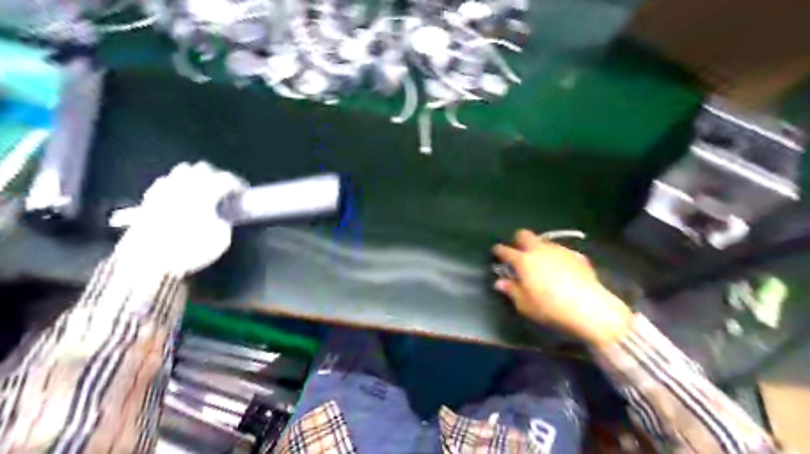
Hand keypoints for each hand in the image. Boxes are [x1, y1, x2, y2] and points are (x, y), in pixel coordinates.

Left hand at [116, 163, 244, 276]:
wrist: (149, 262)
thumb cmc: (190, 250)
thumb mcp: (221, 240)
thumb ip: (224, 221)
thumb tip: (221, 216)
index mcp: (205, 193)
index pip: (226, 179)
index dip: (237, 184)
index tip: (243, 191)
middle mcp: (184, 186)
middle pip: (203, 168)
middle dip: (216, 176)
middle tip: (224, 189)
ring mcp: (164, 190)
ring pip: (183, 171)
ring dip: (195, 177)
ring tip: (202, 190)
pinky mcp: (149, 199)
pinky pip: (165, 183)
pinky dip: (176, 185)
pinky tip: (179, 196)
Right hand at [493, 230, 631, 347]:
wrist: (588, 307)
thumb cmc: (550, 308)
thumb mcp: (525, 304)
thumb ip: (511, 290)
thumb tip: (500, 282)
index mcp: (523, 261)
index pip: (505, 251)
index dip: (499, 251)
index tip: (496, 252)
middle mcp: (539, 250)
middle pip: (525, 235)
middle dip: (519, 240)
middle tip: (519, 251)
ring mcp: (559, 250)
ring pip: (544, 241)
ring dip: (538, 248)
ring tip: (540, 262)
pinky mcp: (576, 255)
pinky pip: (560, 251)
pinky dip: (555, 256)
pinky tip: (560, 268)